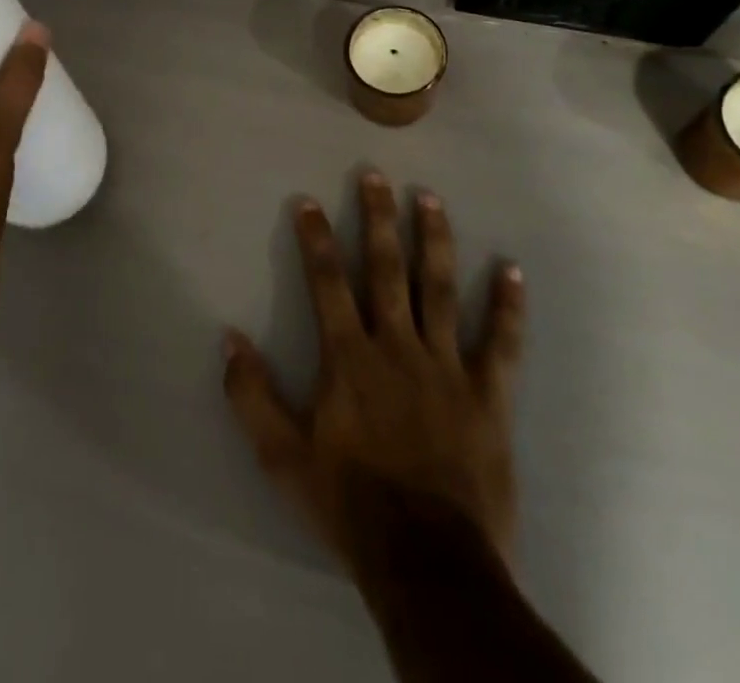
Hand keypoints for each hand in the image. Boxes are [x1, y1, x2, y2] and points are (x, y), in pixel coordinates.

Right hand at [223, 171, 525, 577]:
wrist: (428, 563)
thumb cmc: (350, 504)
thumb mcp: (282, 457)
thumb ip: (252, 395)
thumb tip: (229, 338)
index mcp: (349, 358)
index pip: (327, 281)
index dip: (315, 238)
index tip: (309, 201)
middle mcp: (397, 347)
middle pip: (386, 269)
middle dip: (378, 218)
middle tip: (375, 175)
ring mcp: (447, 367)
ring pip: (439, 289)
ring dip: (434, 240)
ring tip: (430, 198)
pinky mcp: (488, 395)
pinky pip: (501, 343)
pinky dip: (507, 305)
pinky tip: (511, 268)